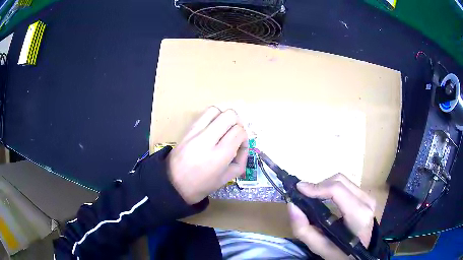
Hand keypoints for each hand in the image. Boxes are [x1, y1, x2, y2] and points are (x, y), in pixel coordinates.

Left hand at [168, 107, 247, 203]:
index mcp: (218, 156)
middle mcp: (206, 140)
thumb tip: (244, 145)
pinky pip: (203, 114)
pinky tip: (212, 129)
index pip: (239, 131)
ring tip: (223, 130)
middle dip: (237, 123)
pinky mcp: (187, 129)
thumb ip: (241, 161)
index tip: (240, 146)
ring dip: (223, 118)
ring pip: (215, 109)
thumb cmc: (201, 185)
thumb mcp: (226, 179)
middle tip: (234, 135)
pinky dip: (212, 118)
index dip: (244, 137)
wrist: (173, 184)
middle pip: (229, 115)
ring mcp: (194, 132)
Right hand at [288, 174, 375, 259]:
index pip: (337, 190)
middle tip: (304, 197)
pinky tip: (326, 201)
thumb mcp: (320, 248)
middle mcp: (367, 200)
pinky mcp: (367, 196)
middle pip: (339, 180)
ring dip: (325, 187)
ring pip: (343, 180)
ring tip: (313, 199)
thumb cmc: (342, 253)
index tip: (298, 189)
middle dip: (319, 186)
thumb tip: (292, 205)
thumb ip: (303, 229)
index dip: (317, 187)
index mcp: (359, 215)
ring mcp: (368, 197)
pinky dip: (332, 189)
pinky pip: (346, 185)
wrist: (362, 254)